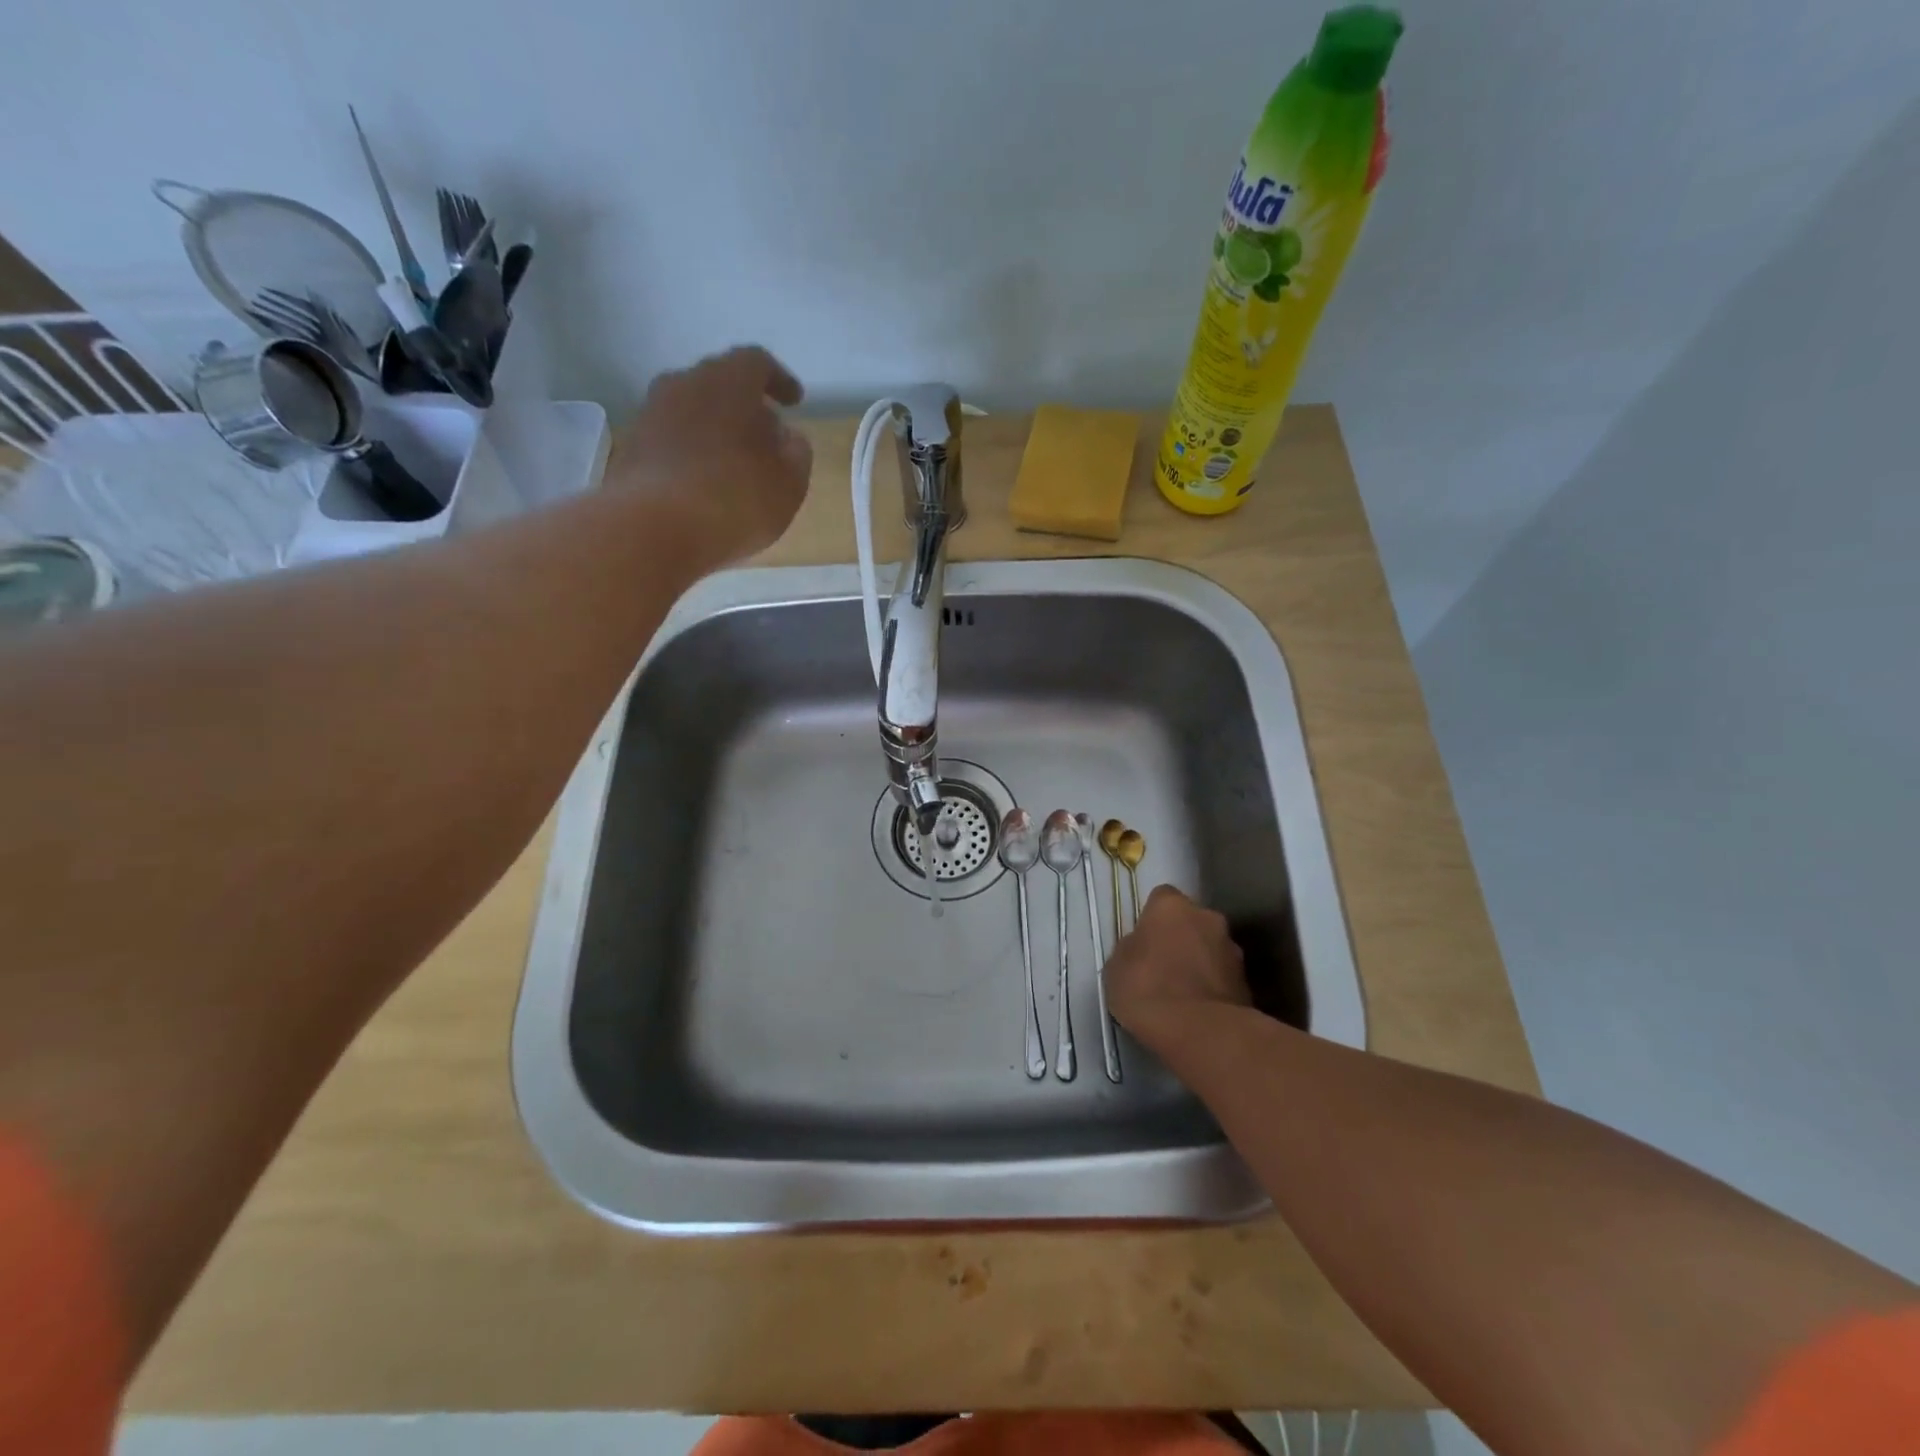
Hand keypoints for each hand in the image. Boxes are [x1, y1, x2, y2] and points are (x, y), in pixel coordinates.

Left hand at [609, 346, 811, 564]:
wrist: (652, 529)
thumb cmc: (735, 499)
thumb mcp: (789, 484)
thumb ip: (796, 454)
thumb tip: (788, 437)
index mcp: (728, 382)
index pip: (757, 362)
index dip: (779, 380)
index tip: (794, 402)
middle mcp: (684, 385)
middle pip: (719, 384)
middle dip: (745, 406)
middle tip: (764, 436)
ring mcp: (651, 415)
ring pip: (691, 411)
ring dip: (714, 431)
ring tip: (734, 465)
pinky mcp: (631, 449)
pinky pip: (671, 441)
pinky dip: (691, 454)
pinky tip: (703, 486)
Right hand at [1104, 886, 1249, 1042]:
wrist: (1201, 1033)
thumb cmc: (1148, 990)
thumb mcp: (1117, 967)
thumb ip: (1131, 948)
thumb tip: (1141, 948)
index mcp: (1172, 906)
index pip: (1161, 898)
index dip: (1152, 918)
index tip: (1144, 940)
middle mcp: (1207, 918)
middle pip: (1191, 921)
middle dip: (1181, 938)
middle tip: (1163, 966)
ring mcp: (1232, 950)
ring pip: (1210, 949)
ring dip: (1200, 963)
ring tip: (1182, 994)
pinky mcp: (1247, 983)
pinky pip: (1223, 978)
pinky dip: (1213, 988)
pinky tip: (1198, 1011)